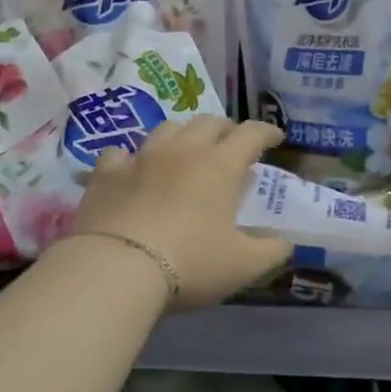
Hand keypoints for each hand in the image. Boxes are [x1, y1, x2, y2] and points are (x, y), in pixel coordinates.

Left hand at [73, 116, 290, 309]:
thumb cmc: (191, 263)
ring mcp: (141, 158)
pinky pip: (122, 152)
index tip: (275, 138)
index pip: (250, 134)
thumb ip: (271, 251)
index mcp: (220, 166)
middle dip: (226, 130)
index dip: (266, 132)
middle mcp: (182, 151)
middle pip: (208, 123)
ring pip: (167, 129)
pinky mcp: (106, 174)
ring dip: (184, 135)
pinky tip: (134, 169)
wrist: (117, 268)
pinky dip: (134, 157)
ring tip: (188, 151)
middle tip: (232, 145)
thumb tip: (285, 243)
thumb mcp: (244, 265)